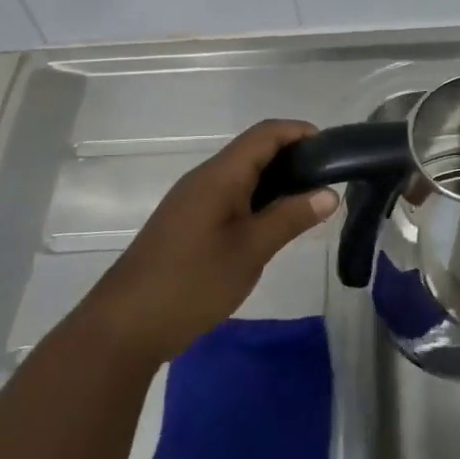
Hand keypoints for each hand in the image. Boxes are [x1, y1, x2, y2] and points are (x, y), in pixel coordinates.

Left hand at [82, 120, 337, 369]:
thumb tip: (330, 193)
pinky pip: (230, 196)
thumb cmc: (192, 282)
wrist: (125, 326)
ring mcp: (193, 201)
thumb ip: (291, 218)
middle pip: (254, 150)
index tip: (334, 151)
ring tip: (309, 203)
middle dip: (294, 157)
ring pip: (242, 175)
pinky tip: (273, 226)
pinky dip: (258, 200)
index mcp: (220, 175)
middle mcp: (205, 178)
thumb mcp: (251, 250)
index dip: (301, 132)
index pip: (266, 133)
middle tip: (328, 182)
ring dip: (277, 181)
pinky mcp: (187, 223)